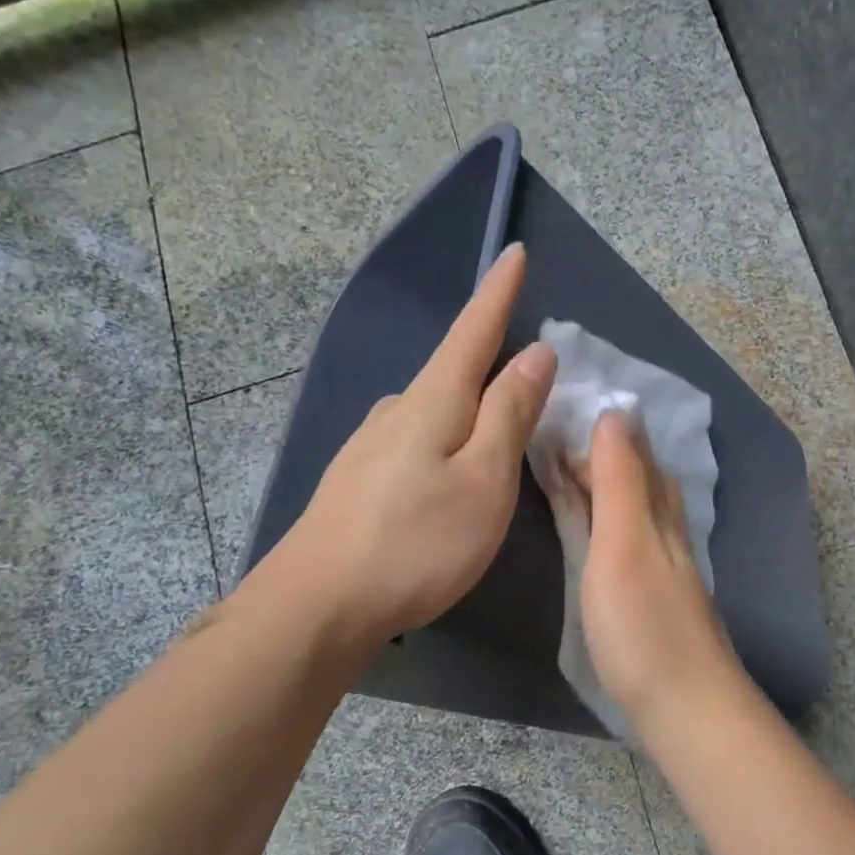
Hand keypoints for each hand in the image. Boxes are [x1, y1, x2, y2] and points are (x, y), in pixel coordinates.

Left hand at [247, 244, 555, 655]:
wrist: (317, 604)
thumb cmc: (416, 543)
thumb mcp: (484, 479)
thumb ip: (510, 414)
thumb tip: (537, 352)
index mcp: (434, 401)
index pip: (474, 330)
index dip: (498, 292)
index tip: (514, 250)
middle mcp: (398, 410)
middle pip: (454, 370)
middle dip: (491, 359)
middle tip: (532, 371)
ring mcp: (371, 445)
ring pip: (434, 408)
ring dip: (470, 406)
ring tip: (500, 426)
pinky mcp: (360, 479)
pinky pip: (417, 439)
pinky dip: (447, 438)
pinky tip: (450, 468)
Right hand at [578, 411, 741, 730]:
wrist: (685, 707)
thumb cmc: (644, 625)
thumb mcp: (625, 543)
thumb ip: (619, 481)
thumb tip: (617, 412)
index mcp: (657, 511)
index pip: (632, 451)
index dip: (602, 426)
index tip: (563, 403)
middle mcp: (664, 530)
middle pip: (636, 476)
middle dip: (601, 450)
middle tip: (555, 433)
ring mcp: (660, 566)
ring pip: (633, 507)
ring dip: (603, 483)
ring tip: (569, 469)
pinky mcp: (649, 597)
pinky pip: (625, 539)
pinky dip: (606, 520)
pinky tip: (599, 529)